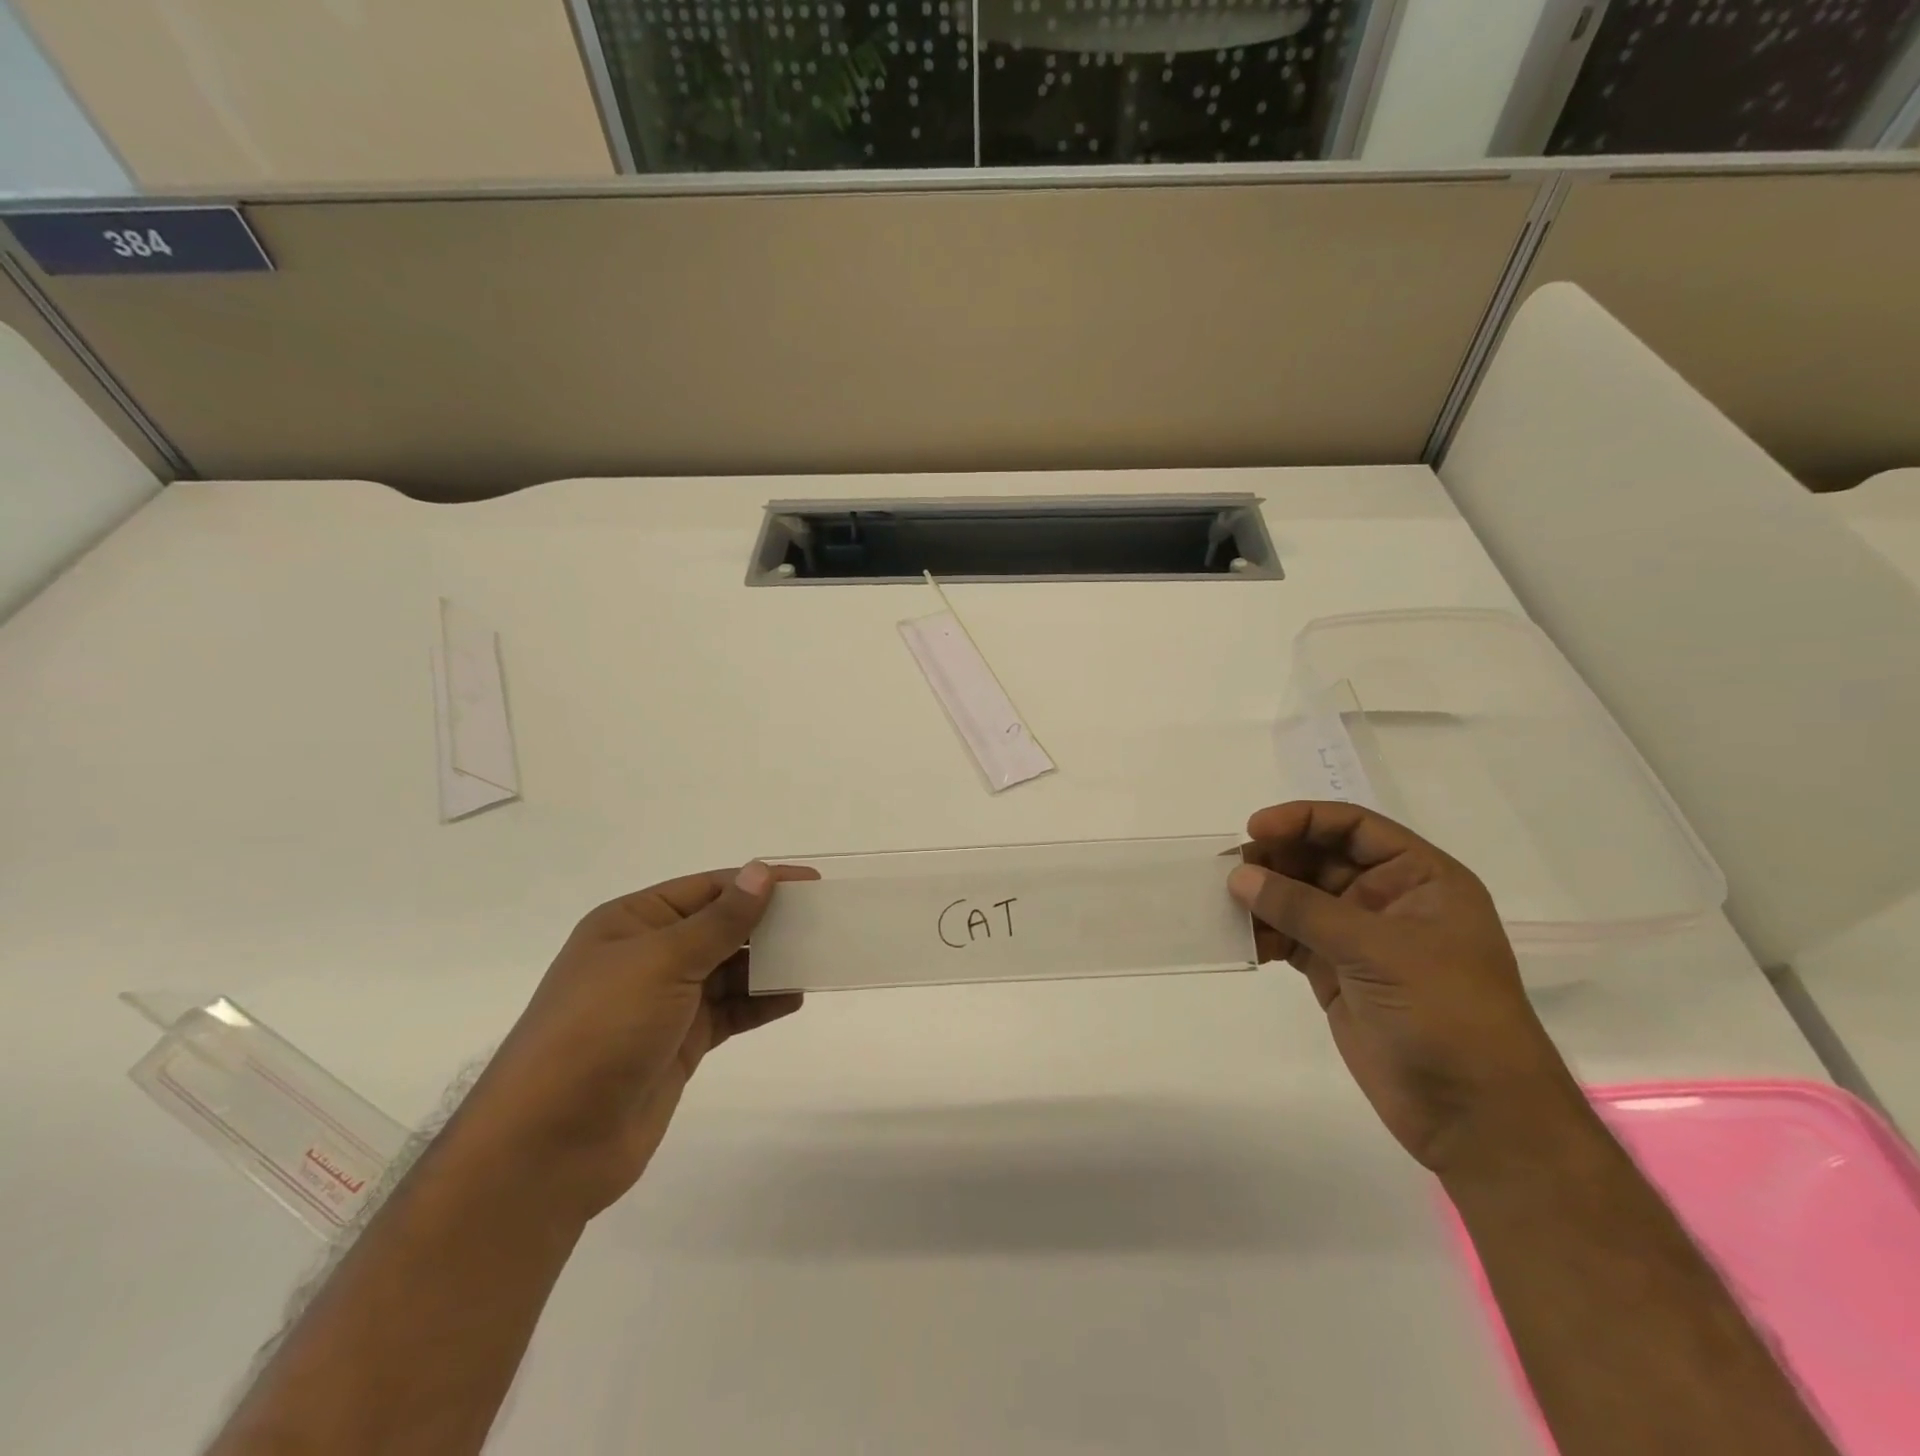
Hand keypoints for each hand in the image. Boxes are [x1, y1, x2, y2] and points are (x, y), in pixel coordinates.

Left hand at [450, 862, 816, 1221]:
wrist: (549, 1145)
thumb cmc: (600, 1031)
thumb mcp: (662, 963)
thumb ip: (720, 921)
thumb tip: (761, 872)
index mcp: (632, 922)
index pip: (708, 889)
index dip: (759, 882)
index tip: (811, 882)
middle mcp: (648, 956)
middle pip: (720, 927)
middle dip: (768, 922)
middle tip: (823, 920)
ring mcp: (664, 1002)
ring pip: (729, 970)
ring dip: (769, 963)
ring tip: (816, 957)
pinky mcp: (679, 1043)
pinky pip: (730, 1011)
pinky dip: (760, 1003)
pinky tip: (794, 997)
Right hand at [1230, 802, 1592, 1179]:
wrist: (1475, 1116)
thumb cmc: (1447, 1015)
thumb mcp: (1378, 950)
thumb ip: (1304, 909)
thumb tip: (1239, 876)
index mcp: (1419, 879)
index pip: (1355, 827)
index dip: (1304, 820)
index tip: (1254, 829)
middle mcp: (1388, 900)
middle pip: (1319, 858)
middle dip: (1275, 860)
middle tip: (1230, 872)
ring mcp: (1360, 938)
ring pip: (1299, 898)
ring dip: (1262, 898)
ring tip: (1224, 906)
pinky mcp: (1336, 973)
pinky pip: (1290, 938)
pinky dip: (1263, 935)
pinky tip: (1240, 941)